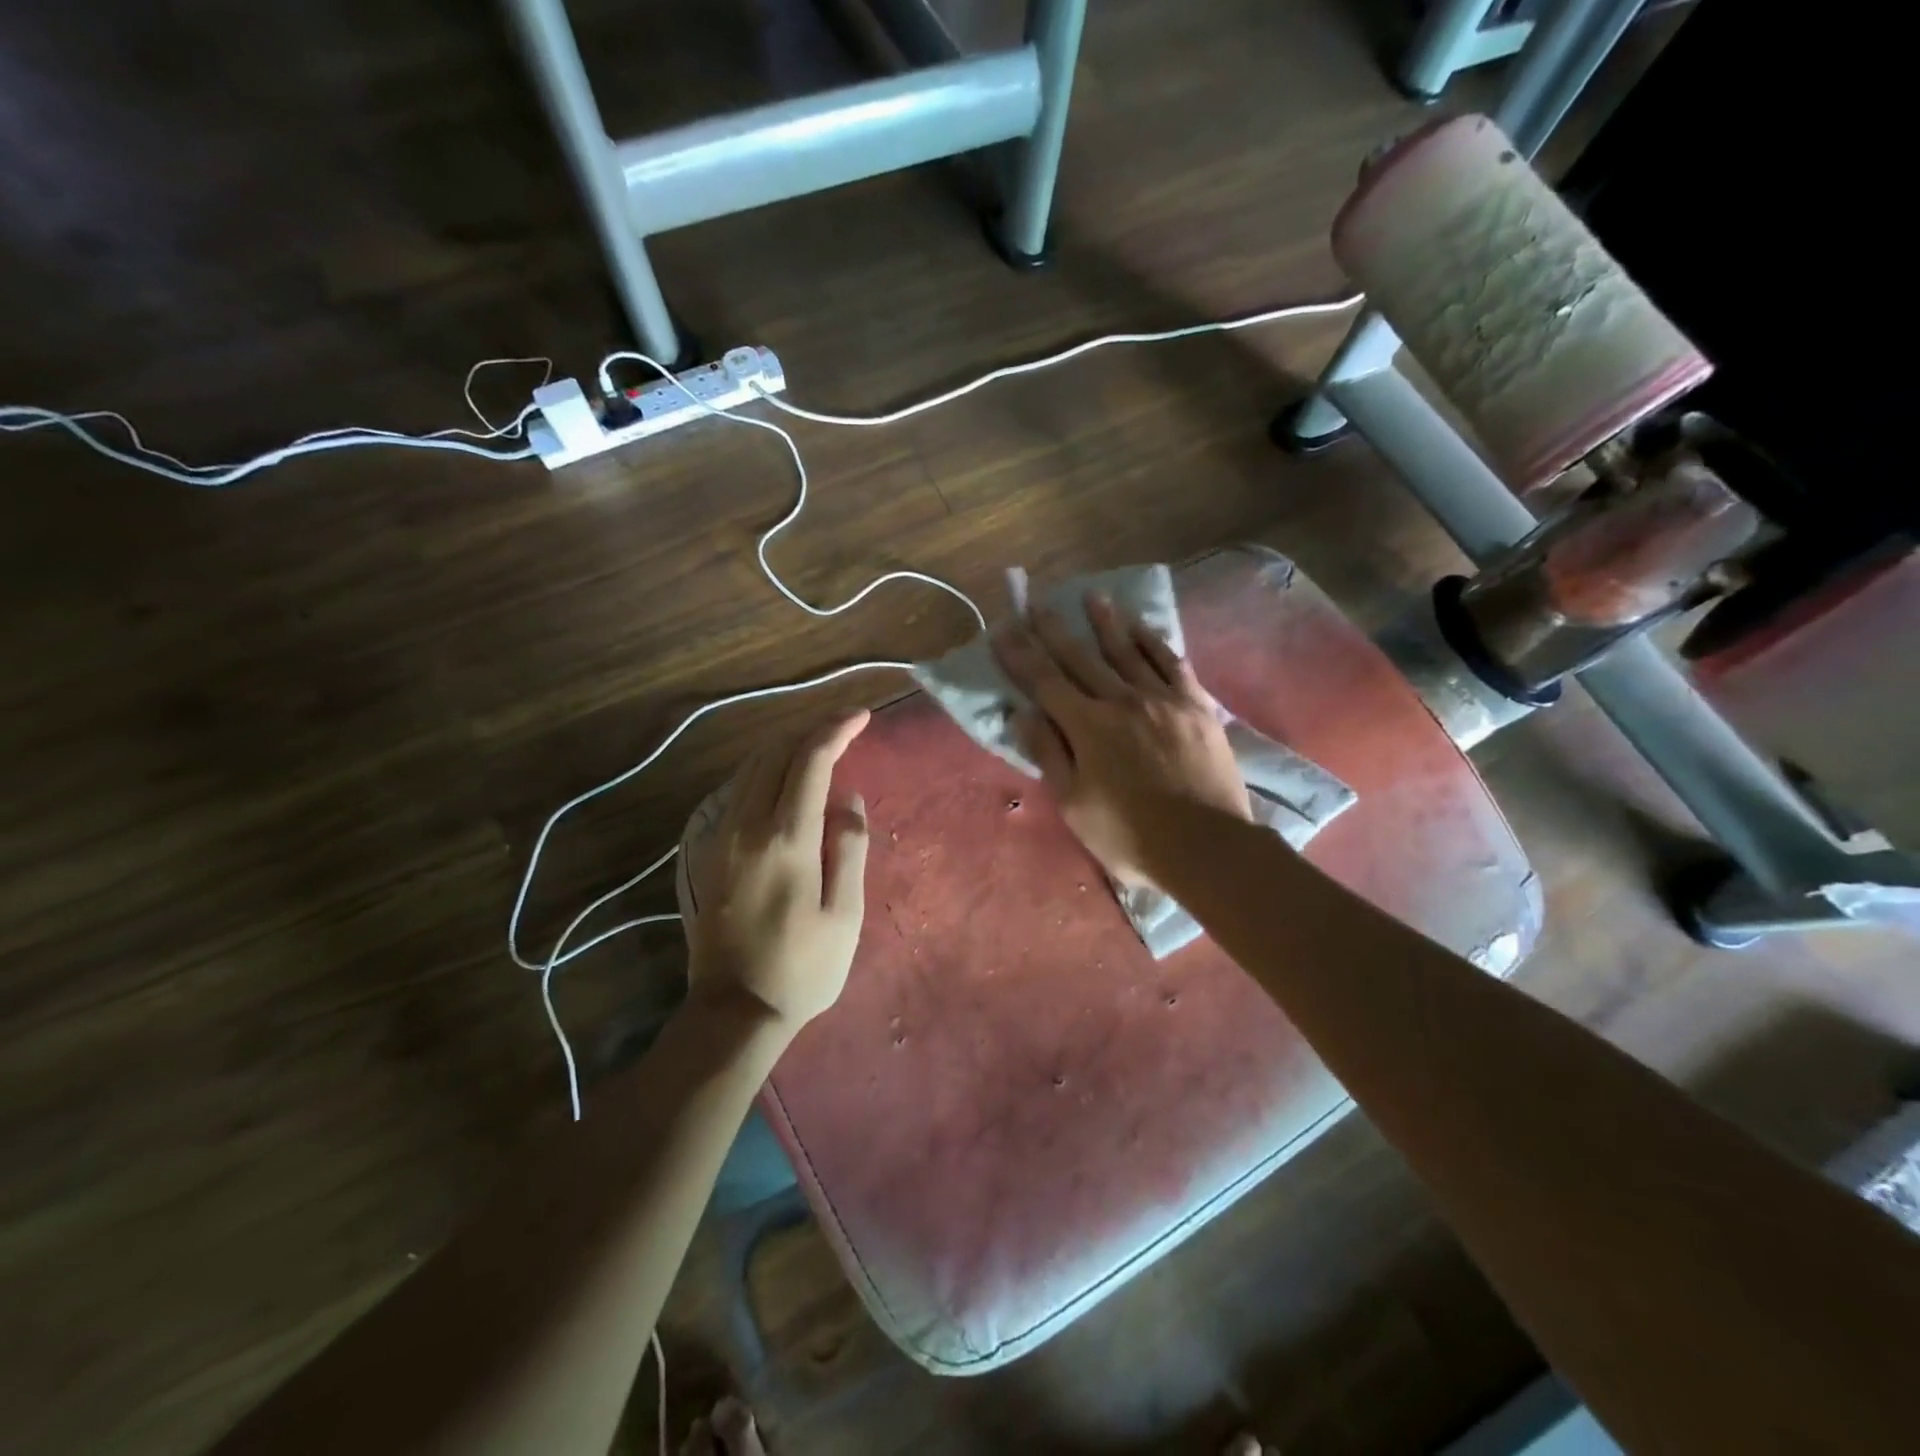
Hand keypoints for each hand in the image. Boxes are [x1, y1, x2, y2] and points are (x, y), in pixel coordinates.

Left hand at [677, 712, 870, 1031]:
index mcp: (786, 838)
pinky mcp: (707, 851)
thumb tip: (848, 797)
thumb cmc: (803, 967)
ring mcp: (720, 836)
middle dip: (811, 730)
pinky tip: (782, 781)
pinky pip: (735, 789)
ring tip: (818, 748)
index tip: (862, 716)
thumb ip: (849, 847)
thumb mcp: (845, 914)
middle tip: (844, 729)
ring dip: (785, 746)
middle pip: (774, 752)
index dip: (836, 729)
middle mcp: (746, 825)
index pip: (810, 760)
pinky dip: (763, 770)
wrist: (734, 1010)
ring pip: (749, 766)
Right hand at [993, 594, 1247, 888]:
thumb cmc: (1130, 836)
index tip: (1003, 628)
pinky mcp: (1195, 705)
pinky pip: (1171, 663)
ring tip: (1092, 596)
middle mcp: (1121, 701)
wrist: (1207, 846)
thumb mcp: (1074, 804)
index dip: (1020, 654)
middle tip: (1038, 602)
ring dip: (1106, 623)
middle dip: (1054, 629)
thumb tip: (1023, 713)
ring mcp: (1162, 699)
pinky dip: (1153, 642)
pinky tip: (1142, 628)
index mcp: (1087, 727)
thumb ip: (1049, 754)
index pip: (1044, 681)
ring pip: (1127, 651)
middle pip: (1081, 657)